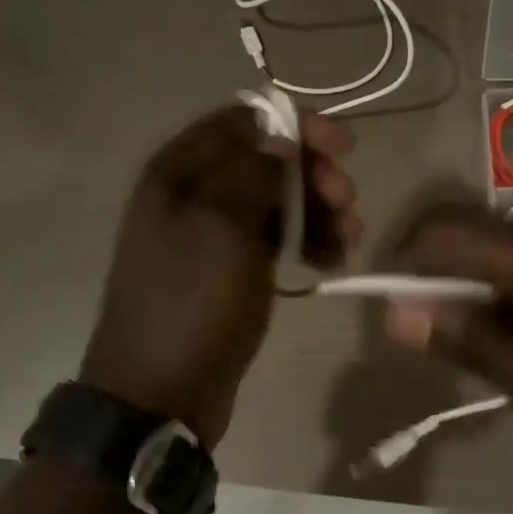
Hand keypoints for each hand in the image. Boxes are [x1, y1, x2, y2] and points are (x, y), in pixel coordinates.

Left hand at [81, 103, 359, 446]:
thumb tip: (279, 136)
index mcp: (179, 171)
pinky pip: (274, 242)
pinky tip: (333, 260)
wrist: (162, 392)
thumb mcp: (223, 227)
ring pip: (276, 203)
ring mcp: (213, 236)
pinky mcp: (231, 272)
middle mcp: (194, 195)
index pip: (244, 120)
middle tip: (346, 201)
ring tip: (350, 237)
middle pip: (266, 161)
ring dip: (318, 212)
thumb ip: (253, 171)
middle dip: (313, 175)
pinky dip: (306, 243)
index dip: (296, 126)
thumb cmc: (192, 303)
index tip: (342, 147)